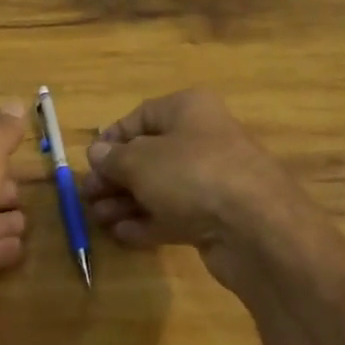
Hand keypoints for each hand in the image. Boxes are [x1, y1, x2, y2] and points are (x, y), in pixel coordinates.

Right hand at [80, 89, 308, 295]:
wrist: (256, 229)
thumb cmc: (192, 174)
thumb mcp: (141, 161)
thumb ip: (114, 158)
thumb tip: (98, 154)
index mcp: (188, 109)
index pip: (141, 116)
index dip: (112, 139)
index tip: (90, 162)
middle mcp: (203, 139)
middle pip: (149, 155)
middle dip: (115, 177)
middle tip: (87, 197)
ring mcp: (213, 180)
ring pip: (160, 187)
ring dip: (126, 202)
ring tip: (97, 219)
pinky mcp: (217, 217)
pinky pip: (176, 214)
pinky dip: (148, 222)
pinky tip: (122, 235)